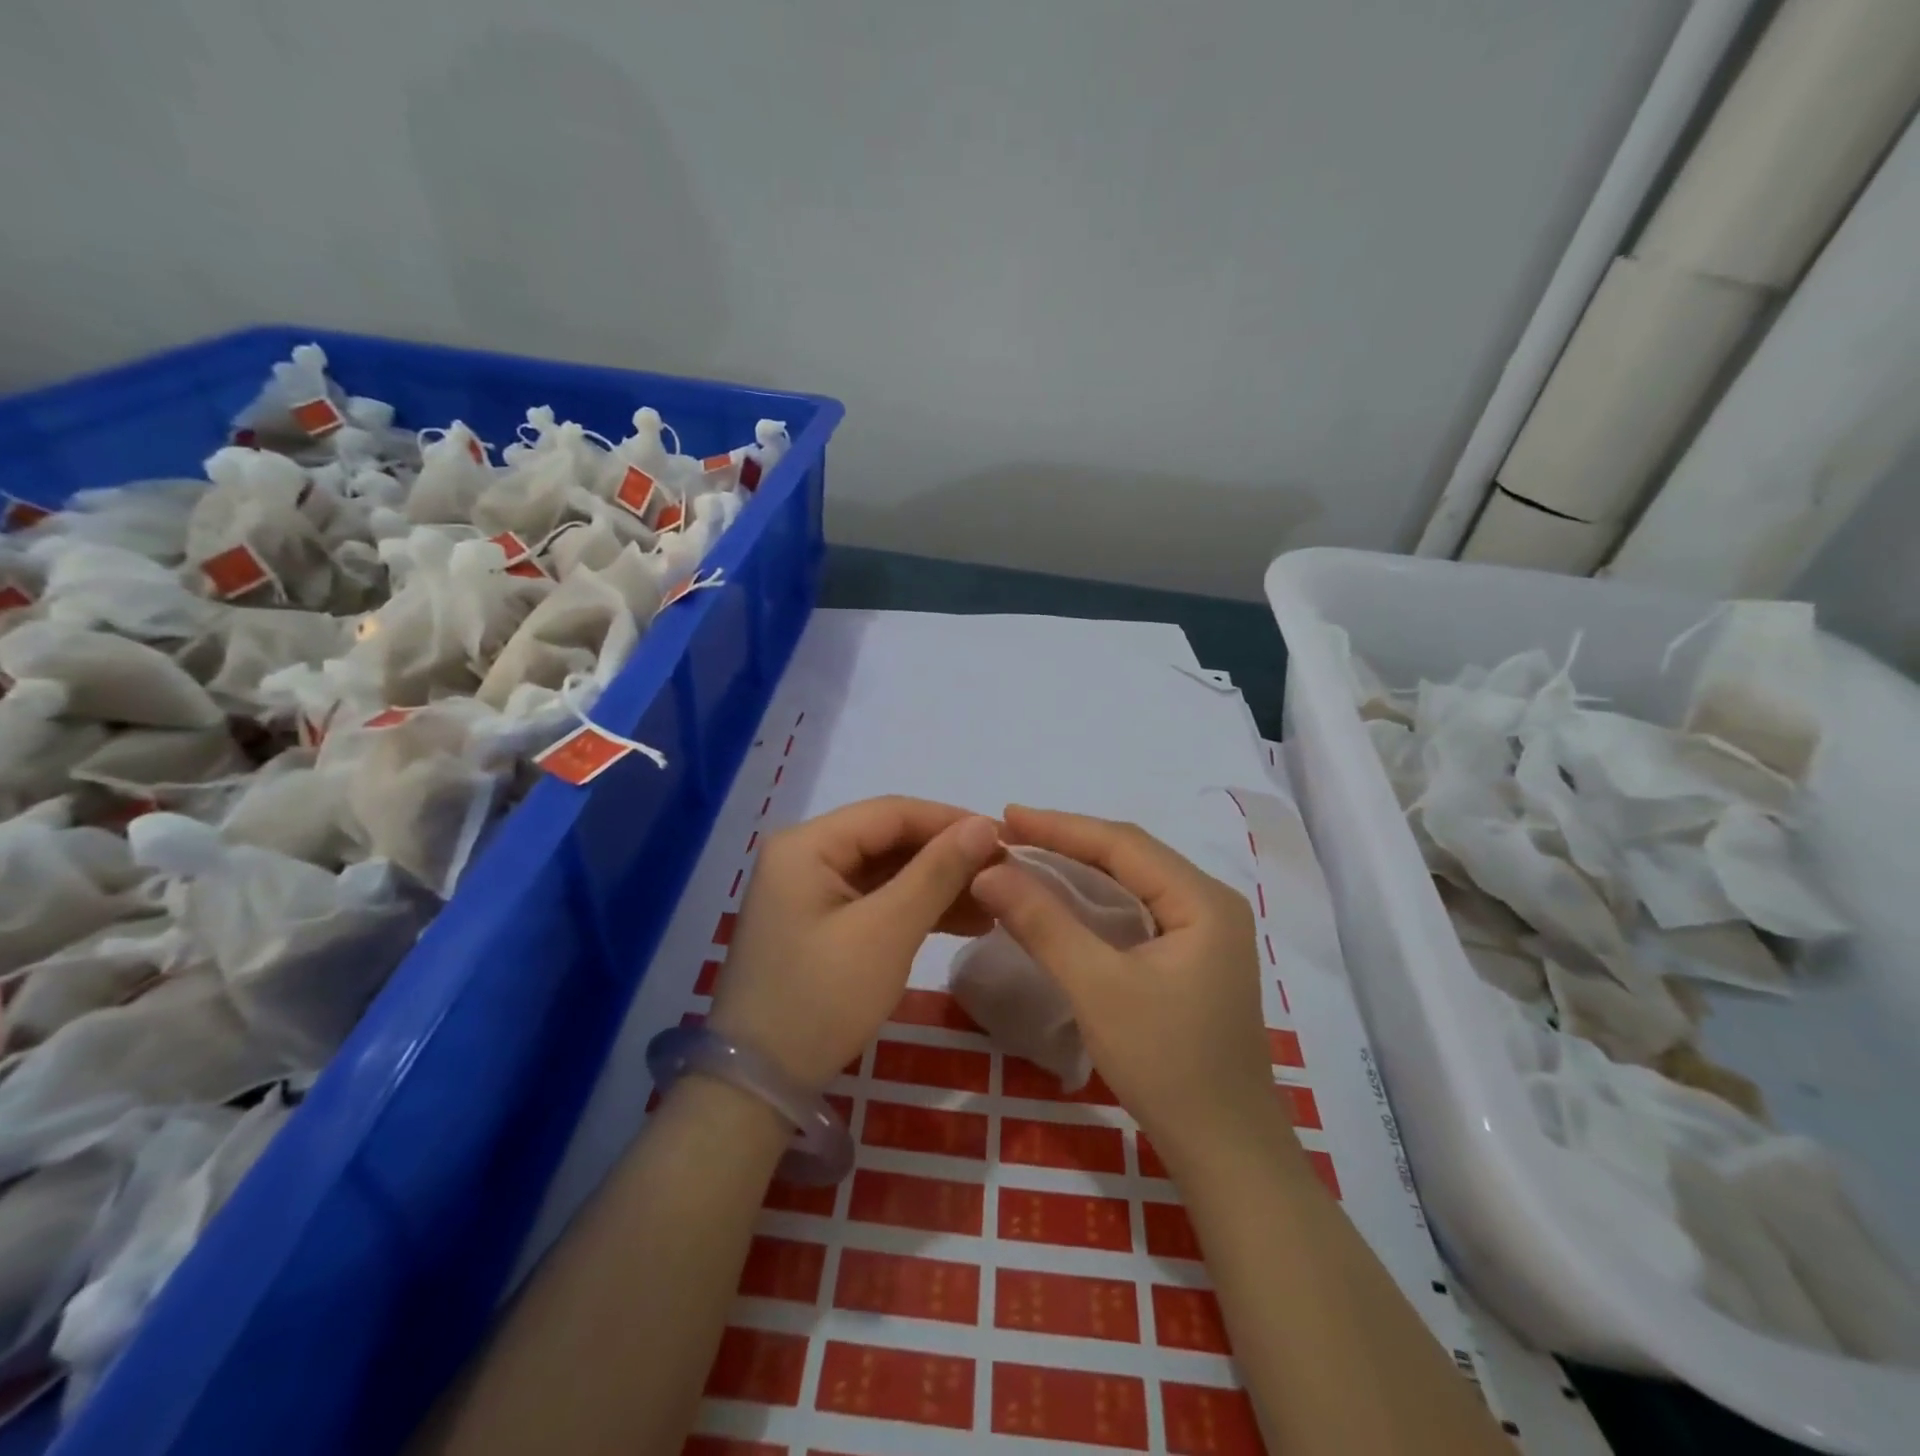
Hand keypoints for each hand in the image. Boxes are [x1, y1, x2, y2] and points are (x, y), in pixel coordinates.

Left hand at [709, 796, 1000, 1091]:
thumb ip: (937, 873)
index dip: (950, 821)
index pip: (891, 812)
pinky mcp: (820, 923)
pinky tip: (964, 923)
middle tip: (1004, 874)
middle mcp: (804, 856)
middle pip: (889, 840)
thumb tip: (985, 824)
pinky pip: (876, 901)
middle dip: (948, 857)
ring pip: (887, 872)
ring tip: (994, 905)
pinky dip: (916, 910)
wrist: (758, 1088)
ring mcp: (810, 891)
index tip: (1005, 838)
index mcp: (807, 844)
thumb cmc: (821, 1000)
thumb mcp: (886, 932)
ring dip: (938, 886)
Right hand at [970, 806, 1284, 1168]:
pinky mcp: (1193, 959)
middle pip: (1132, 856)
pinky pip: (1139, 909)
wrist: (1227, 1153)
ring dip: (1081, 868)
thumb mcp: (1097, 988)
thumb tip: (989, 871)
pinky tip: (1066, 899)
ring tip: (1028, 855)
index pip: (1123, 843)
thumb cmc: (1166, 1065)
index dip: (1060, 826)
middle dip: (1069, 841)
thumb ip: (1043, 924)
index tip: (1005, 815)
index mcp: (1202, 900)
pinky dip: (1097, 899)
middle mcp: (1211, 904)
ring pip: (1134, 882)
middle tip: (1010, 833)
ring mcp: (1206, 933)